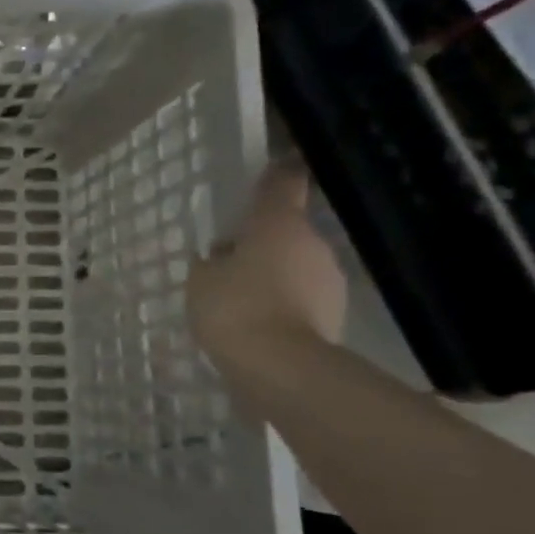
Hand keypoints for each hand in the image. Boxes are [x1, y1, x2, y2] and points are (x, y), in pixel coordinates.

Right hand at [188, 162, 346, 370]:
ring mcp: (329, 281)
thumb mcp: (200, 281)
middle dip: (262, 242)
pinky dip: (284, 305)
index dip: (276, 174)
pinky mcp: (334, 316)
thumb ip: (211, 262)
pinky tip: (258, 325)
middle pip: (287, 231)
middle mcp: (313, 243)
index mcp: (278, 224)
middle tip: (228, 261)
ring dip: (274, 275)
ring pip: (297, 266)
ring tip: (241, 301)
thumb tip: (222, 256)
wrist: (281, 367)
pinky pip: (302, 299)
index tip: (273, 166)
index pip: (283, 184)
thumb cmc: (234, 308)